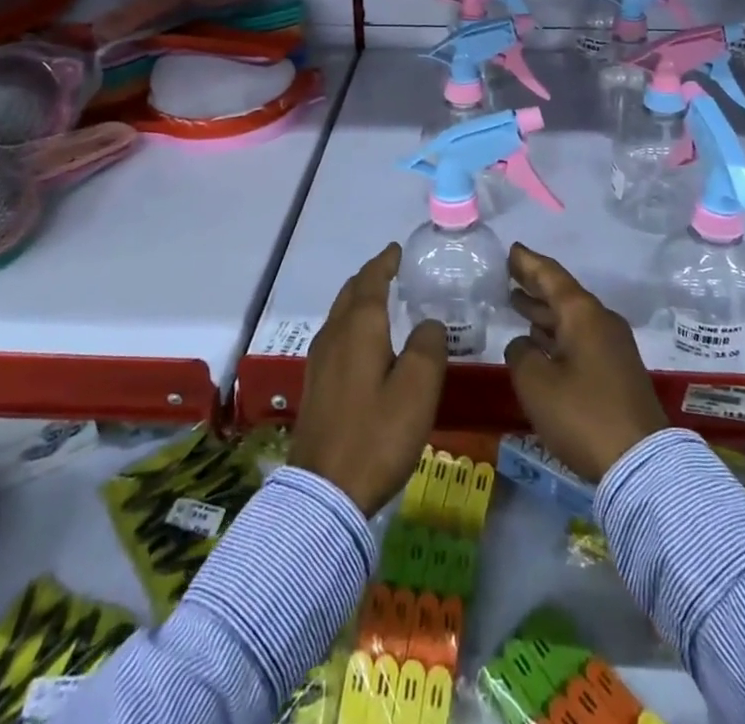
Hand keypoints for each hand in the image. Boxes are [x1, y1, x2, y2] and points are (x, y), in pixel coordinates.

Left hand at [289, 244, 447, 514]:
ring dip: (360, 301)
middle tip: (394, 272)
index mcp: (359, 327)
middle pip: (351, 293)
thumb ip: (428, 347)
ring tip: (383, 302)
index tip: (398, 250)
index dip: (385, 262)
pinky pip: (336, 337)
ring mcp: (319, 361)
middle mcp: (334, 335)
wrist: (324, 493)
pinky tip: (366, 344)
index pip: (371, 280)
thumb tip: (429, 323)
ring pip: (340, 315)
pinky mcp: (315, 385)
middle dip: (370, 278)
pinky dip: (353, 325)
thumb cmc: (376, 434)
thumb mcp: (417, 390)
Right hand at [504, 243, 667, 483]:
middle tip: (510, 274)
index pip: (551, 276)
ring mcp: (613, 347)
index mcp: (583, 314)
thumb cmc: (583, 414)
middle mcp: (601, 322)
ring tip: (517, 303)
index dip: (528, 263)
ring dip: (545, 312)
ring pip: (572, 319)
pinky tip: (540, 342)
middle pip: (563, 295)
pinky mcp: (617, 371)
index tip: (512, 249)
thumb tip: (524, 344)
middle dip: (535, 286)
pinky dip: (557, 334)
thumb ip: (521, 353)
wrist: (641, 462)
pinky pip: (580, 339)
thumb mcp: (536, 383)